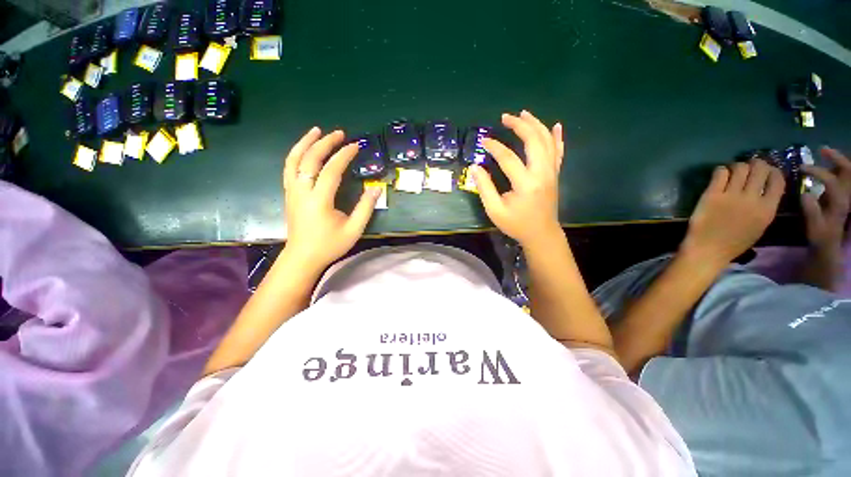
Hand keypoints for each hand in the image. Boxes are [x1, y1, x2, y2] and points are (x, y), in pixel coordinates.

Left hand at [282, 127, 380, 270]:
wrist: (302, 257)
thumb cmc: (329, 245)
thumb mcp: (354, 230)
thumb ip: (365, 208)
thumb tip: (376, 188)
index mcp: (319, 200)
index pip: (331, 170)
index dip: (344, 156)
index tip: (355, 146)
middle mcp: (302, 191)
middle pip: (310, 159)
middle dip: (325, 143)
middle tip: (339, 133)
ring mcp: (292, 191)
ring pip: (293, 160)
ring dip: (305, 143)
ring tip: (316, 131)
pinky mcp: (289, 194)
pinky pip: (289, 168)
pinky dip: (296, 154)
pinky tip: (304, 150)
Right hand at [472, 110, 564, 246]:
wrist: (541, 234)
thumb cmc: (516, 224)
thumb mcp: (495, 210)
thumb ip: (485, 188)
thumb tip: (475, 167)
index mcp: (526, 184)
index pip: (509, 158)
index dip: (495, 147)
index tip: (483, 141)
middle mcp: (542, 173)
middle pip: (534, 141)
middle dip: (519, 125)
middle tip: (505, 117)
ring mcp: (551, 172)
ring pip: (547, 141)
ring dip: (536, 125)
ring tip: (523, 114)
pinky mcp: (555, 174)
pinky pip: (559, 151)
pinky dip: (557, 137)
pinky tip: (555, 125)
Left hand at [682, 160, 784, 265]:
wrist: (708, 249)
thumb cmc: (735, 242)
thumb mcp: (760, 225)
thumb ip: (765, 205)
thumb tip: (765, 187)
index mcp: (768, 209)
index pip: (778, 180)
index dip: (773, 171)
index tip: (767, 170)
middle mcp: (752, 199)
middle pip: (760, 168)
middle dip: (756, 164)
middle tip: (750, 166)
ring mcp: (731, 195)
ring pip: (740, 167)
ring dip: (738, 166)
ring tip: (733, 172)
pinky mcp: (712, 195)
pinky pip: (720, 173)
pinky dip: (721, 170)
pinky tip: (719, 176)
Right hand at [800, 148, 850, 253]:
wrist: (829, 246)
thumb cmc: (820, 237)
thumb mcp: (815, 228)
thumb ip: (812, 211)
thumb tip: (804, 193)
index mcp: (840, 202)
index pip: (831, 180)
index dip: (817, 172)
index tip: (801, 168)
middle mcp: (847, 196)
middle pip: (847, 171)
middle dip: (836, 158)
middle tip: (821, 150)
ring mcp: (847, 196)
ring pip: (848, 173)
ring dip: (838, 161)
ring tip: (824, 154)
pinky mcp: (843, 197)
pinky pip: (845, 178)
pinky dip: (839, 168)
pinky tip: (829, 166)